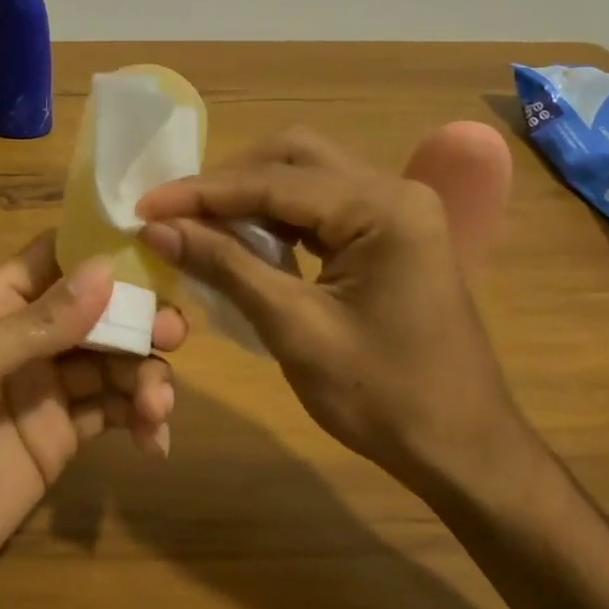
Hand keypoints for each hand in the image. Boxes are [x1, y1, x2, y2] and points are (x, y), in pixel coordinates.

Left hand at [0, 231, 181, 608]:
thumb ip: (38, 321)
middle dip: (137, 318)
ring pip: (113, 362)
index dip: (100, 250)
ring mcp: (46, 392)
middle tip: (174, 335)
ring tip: (158, 408)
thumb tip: (104, 269)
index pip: (53, 258)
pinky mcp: (62, 440)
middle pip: (96, 311)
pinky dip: (140, 420)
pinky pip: (112, 414)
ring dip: (145, 375)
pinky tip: (154, 441)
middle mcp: (25, 341)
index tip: (156, 248)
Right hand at [135, 127, 524, 494]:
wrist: (464, 450)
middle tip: (174, 212)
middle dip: (228, 182)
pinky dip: (278, 217)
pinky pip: (323, 206)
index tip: (144, 205)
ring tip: (197, 223)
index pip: (274, 182)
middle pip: (294, 158)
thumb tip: (157, 227)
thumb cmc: (383, 397)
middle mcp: (394, 190)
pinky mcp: (391, 233)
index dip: (202, 193)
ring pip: (307, 177)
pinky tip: (244, 240)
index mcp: (383, 207)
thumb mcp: (294, 328)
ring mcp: (397, 210)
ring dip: (250, 196)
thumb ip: (225, 266)